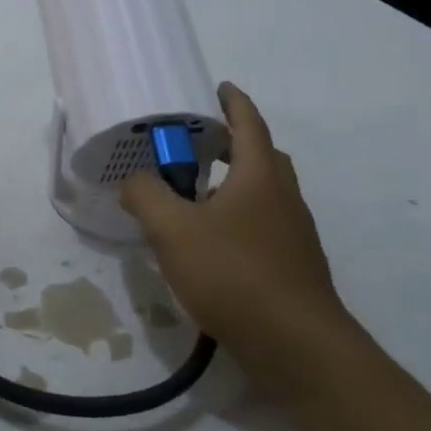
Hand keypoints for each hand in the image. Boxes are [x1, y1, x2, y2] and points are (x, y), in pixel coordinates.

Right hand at [121, 84, 373, 393]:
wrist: (295, 344)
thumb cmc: (234, 273)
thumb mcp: (173, 230)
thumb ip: (146, 196)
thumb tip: (135, 181)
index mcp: (260, 176)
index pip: (249, 123)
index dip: (233, 101)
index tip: (217, 87)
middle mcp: (284, 197)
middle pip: (262, 156)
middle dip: (233, 142)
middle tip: (197, 142)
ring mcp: (293, 233)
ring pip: (264, 193)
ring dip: (234, 182)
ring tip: (193, 193)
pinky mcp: (291, 265)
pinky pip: (262, 224)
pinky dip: (237, 217)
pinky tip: (209, 242)